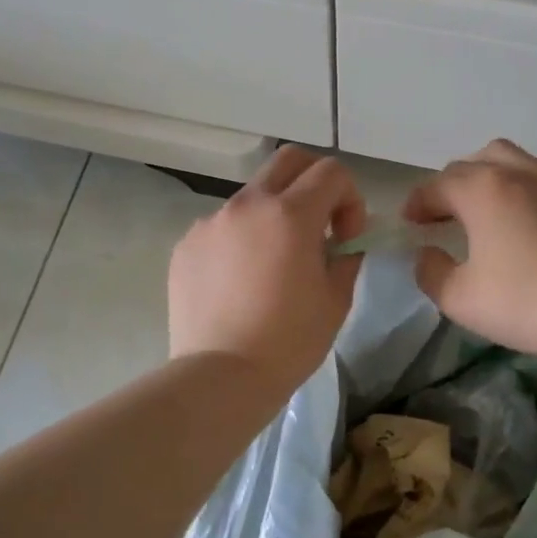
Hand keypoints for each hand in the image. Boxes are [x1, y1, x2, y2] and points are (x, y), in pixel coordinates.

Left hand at [169, 147, 365, 397]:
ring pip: (252, 196)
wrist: (220, 377)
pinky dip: (241, 240)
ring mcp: (211, 222)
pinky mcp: (186, 245)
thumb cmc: (289, 342)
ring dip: (274, 214)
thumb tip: (341, 241)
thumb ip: (346, 256)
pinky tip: (240, 283)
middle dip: (314, 180)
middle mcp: (247, 205)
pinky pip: (222, 227)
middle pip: (288, 160)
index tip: (346, 236)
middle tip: (319, 223)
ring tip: (274, 264)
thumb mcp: (336, 299)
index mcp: (290, 214)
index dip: (350, 198)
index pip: (331, 172)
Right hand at [403, 140, 536, 366]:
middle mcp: (518, 172)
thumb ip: (431, 272)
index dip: (418, 203)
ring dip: (489, 175)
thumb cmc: (524, 303)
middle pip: (474, 163)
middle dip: (451, 186)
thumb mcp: (459, 299)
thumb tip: (427, 254)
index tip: (410, 223)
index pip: (437, 186)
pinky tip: (529, 215)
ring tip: (487, 206)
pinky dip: (525, 184)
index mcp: (482, 190)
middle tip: (444, 216)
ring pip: (512, 158)